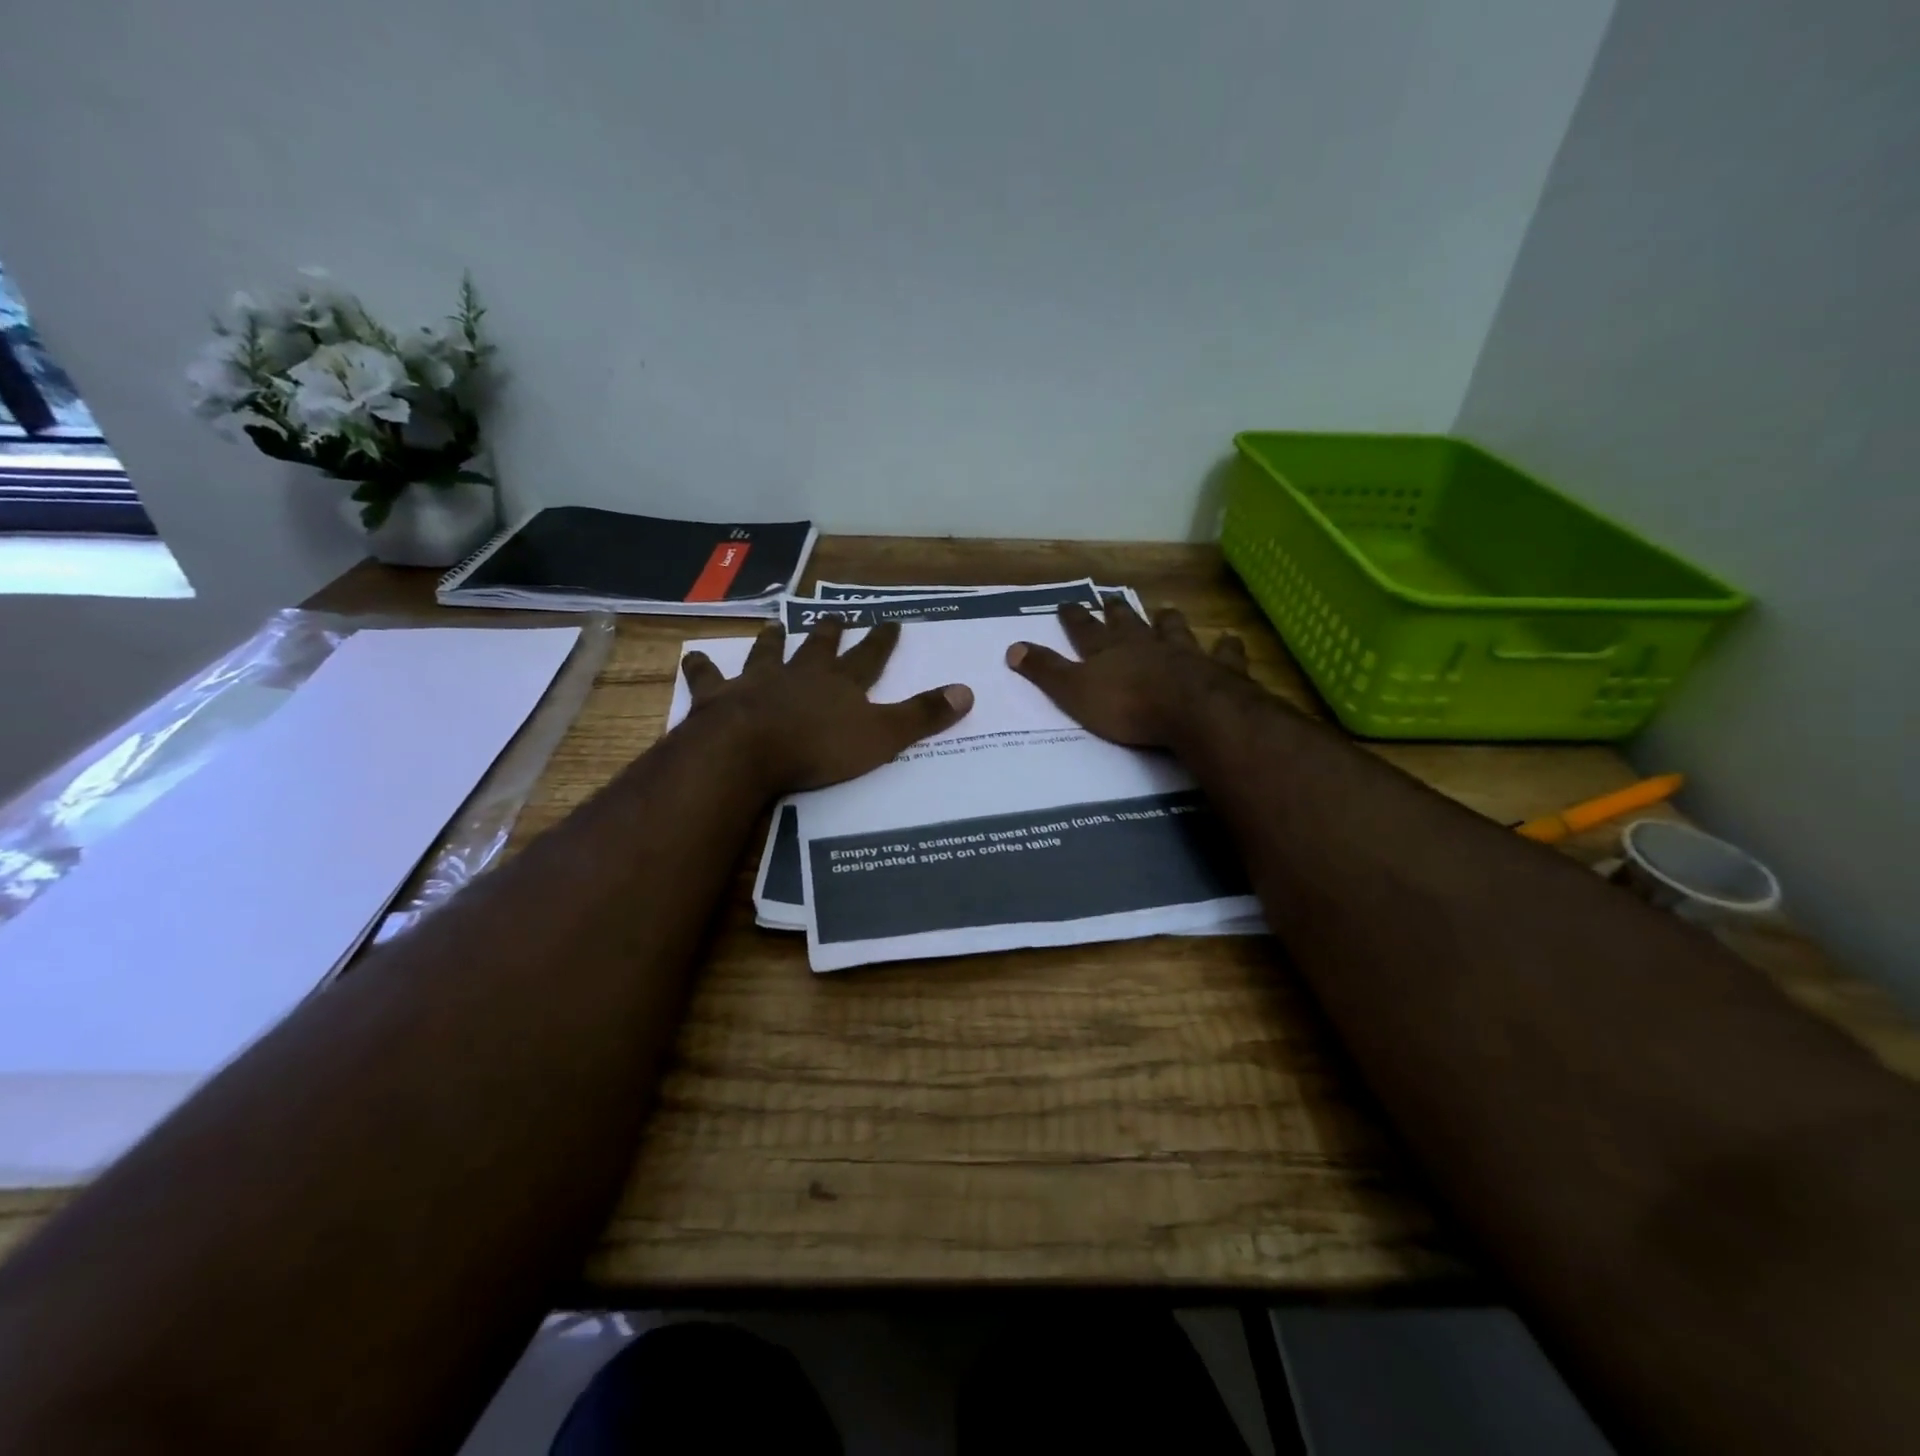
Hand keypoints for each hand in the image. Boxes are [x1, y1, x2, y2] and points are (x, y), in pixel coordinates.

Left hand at [680, 620, 972, 793]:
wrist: (748, 752)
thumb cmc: (819, 748)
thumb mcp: (882, 736)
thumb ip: (922, 715)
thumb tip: (968, 691)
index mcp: (840, 683)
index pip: (869, 656)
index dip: (881, 639)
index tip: (891, 620)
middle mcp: (800, 673)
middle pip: (817, 647)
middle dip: (828, 631)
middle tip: (832, 615)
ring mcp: (757, 682)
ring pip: (766, 653)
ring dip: (771, 641)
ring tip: (773, 625)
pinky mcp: (720, 698)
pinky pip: (709, 678)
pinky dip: (702, 669)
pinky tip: (692, 658)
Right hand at [1005, 600, 1254, 748]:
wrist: (1189, 711)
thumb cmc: (1127, 706)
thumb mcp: (1074, 692)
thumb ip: (1045, 671)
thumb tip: (1011, 647)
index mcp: (1109, 652)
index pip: (1085, 630)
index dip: (1074, 617)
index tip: (1066, 602)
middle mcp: (1145, 645)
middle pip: (1128, 623)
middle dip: (1116, 612)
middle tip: (1111, 598)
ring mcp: (1184, 653)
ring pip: (1173, 630)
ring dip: (1167, 621)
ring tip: (1165, 610)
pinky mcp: (1218, 670)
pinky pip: (1223, 653)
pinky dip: (1225, 647)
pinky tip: (1230, 639)